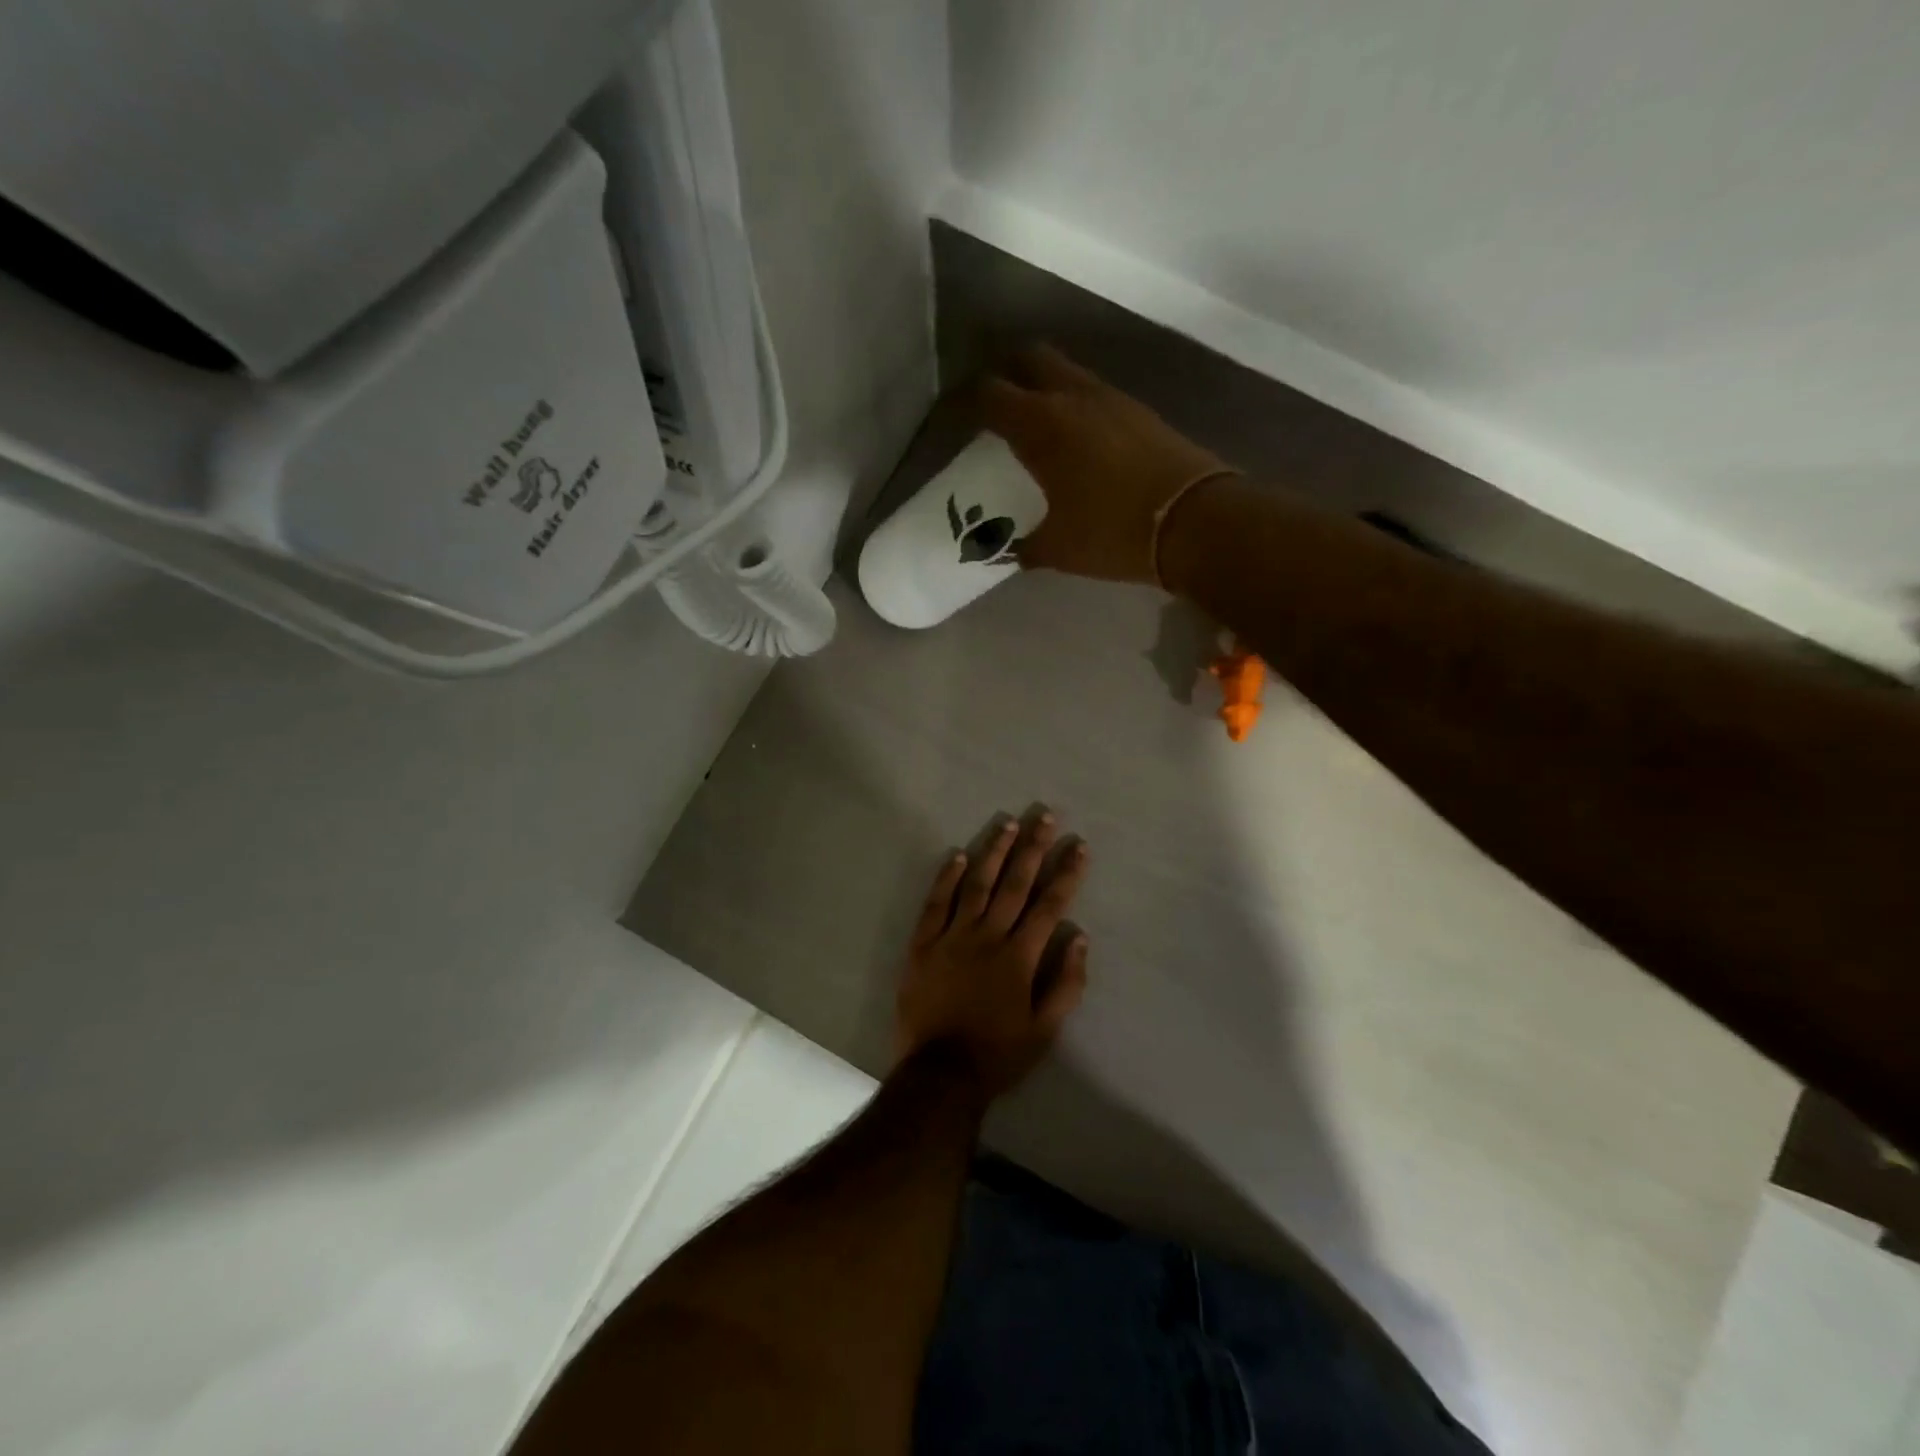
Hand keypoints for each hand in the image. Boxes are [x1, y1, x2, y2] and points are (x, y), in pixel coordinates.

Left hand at [895, 810, 1090, 1098]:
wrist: (939, 1073)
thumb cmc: (997, 1054)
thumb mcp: (1044, 1031)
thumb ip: (1065, 984)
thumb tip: (1079, 939)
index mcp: (1019, 957)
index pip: (1049, 905)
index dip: (1066, 874)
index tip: (1078, 846)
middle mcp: (988, 937)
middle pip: (1015, 884)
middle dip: (1033, 848)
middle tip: (1044, 816)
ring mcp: (952, 937)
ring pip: (977, 885)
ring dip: (994, 852)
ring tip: (1008, 824)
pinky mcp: (923, 944)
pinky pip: (936, 903)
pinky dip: (947, 878)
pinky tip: (959, 856)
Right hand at [980, 345, 1236, 584]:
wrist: (1195, 522)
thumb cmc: (1113, 533)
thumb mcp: (1059, 549)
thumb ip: (1026, 546)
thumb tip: (1010, 551)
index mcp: (1041, 425)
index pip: (989, 395)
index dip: (964, 402)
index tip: (953, 418)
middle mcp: (1074, 398)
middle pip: (1030, 359)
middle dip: (1007, 375)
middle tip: (996, 407)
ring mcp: (1112, 399)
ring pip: (1067, 372)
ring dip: (1046, 387)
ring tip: (1037, 424)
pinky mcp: (1141, 411)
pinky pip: (1096, 393)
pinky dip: (1077, 404)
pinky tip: (1079, 440)